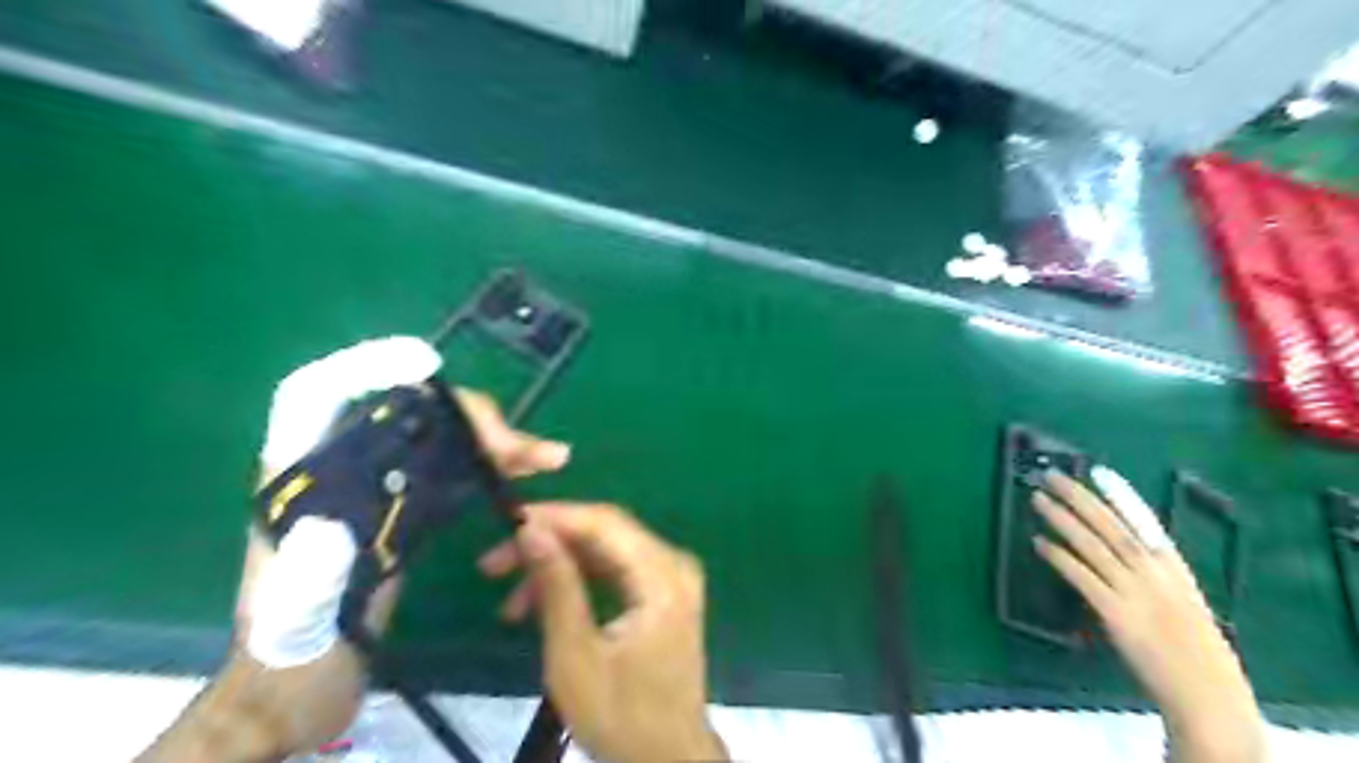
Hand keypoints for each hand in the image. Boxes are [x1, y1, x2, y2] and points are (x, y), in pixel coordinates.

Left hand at [214, 387, 566, 757]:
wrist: (306, 689)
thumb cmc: (292, 653)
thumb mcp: (297, 617)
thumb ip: (312, 569)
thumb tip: (340, 513)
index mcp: (301, 477)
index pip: (319, 395)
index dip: (367, 367)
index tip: (427, 365)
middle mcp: (343, 468)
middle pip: (408, 412)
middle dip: (469, 417)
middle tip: (520, 447)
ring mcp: (381, 485)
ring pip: (443, 438)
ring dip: (496, 440)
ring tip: (548, 456)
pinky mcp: (408, 509)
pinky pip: (457, 470)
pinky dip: (495, 466)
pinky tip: (527, 472)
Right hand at [480, 503, 726, 759]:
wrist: (667, 760)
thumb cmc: (621, 715)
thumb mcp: (576, 655)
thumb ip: (557, 585)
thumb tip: (530, 529)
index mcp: (662, 576)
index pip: (604, 523)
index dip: (553, 517)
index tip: (504, 526)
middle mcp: (674, 564)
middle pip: (605, 532)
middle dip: (549, 543)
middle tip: (494, 566)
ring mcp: (672, 577)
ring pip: (606, 551)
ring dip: (558, 566)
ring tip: (510, 603)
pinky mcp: (663, 593)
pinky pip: (615, 570)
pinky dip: (579, 581)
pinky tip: (541, 605)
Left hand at [1036, 471, 1270, 762]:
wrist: (1207, 694)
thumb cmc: (1193, 649)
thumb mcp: (1180, 599)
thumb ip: (1153, 572)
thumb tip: (1115, 545)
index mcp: (1174, 568)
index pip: (1144, 521)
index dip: (1119, 495)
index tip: (1096, 471)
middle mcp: (1155, 574)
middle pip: (1111, 526)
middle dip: (1079, 497)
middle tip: (1051, 476)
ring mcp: (1136, 593)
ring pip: (1092, 545)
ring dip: (1062, 519)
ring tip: (1037, 499)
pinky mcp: (1117, 615)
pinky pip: (1081, 577)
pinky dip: (1059, 556)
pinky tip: (1038, 542)